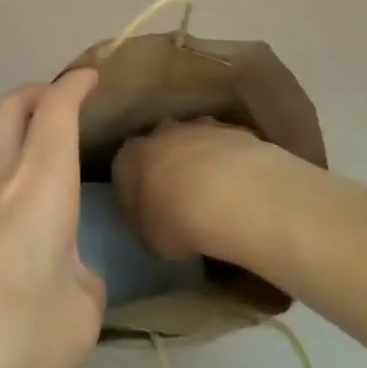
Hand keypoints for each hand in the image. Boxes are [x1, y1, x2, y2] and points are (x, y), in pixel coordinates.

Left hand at [0, 68, 105, 367]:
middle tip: (58, 105)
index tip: (90, 78)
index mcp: (39, 182)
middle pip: (10, 106)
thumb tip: (69, 277)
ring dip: (15, 153)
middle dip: (36, 93)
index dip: (74, 85)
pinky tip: (4, 260)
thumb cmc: (16, 336)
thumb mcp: (80, 318)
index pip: (56, 108)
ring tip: (40, 209)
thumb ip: (83, 284)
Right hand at [112, 117, 285, 262]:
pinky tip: (240, 189)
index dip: (139, 189)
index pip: (126, 169)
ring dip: (201, 162)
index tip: (151, 210)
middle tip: (183, 200)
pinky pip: (225, 147)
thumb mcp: (149, 240)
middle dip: (169, 167)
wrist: (225, 194)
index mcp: (129, 159)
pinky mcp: (230, 129)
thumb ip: (147, 224)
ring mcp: (196, 127)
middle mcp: (158, 133)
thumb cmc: (174, 222)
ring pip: (194, 141)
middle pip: (160, 147)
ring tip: (217, 197)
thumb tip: (156, 220)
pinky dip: (229, 164)